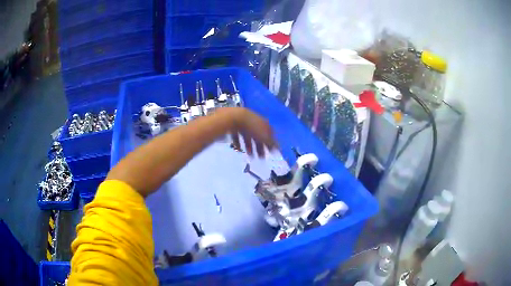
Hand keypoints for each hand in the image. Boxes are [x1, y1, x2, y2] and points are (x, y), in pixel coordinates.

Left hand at [223, 107, 276, 156]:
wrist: (234, 117)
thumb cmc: (251, 126)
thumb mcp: (263, 135)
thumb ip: (271, 142)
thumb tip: (278, 147)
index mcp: (263, 123)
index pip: (269, 133)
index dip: (271, 143)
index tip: (271, 151)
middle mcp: (255, 122)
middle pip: (258, 135)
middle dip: (260, 146)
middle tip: (261, 157)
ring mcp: (244, 123)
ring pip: (248, 136)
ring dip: (250, 146)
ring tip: (250, 156)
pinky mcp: (234, 125)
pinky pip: (237, 135)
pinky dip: (238, 142)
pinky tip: (238, 148)